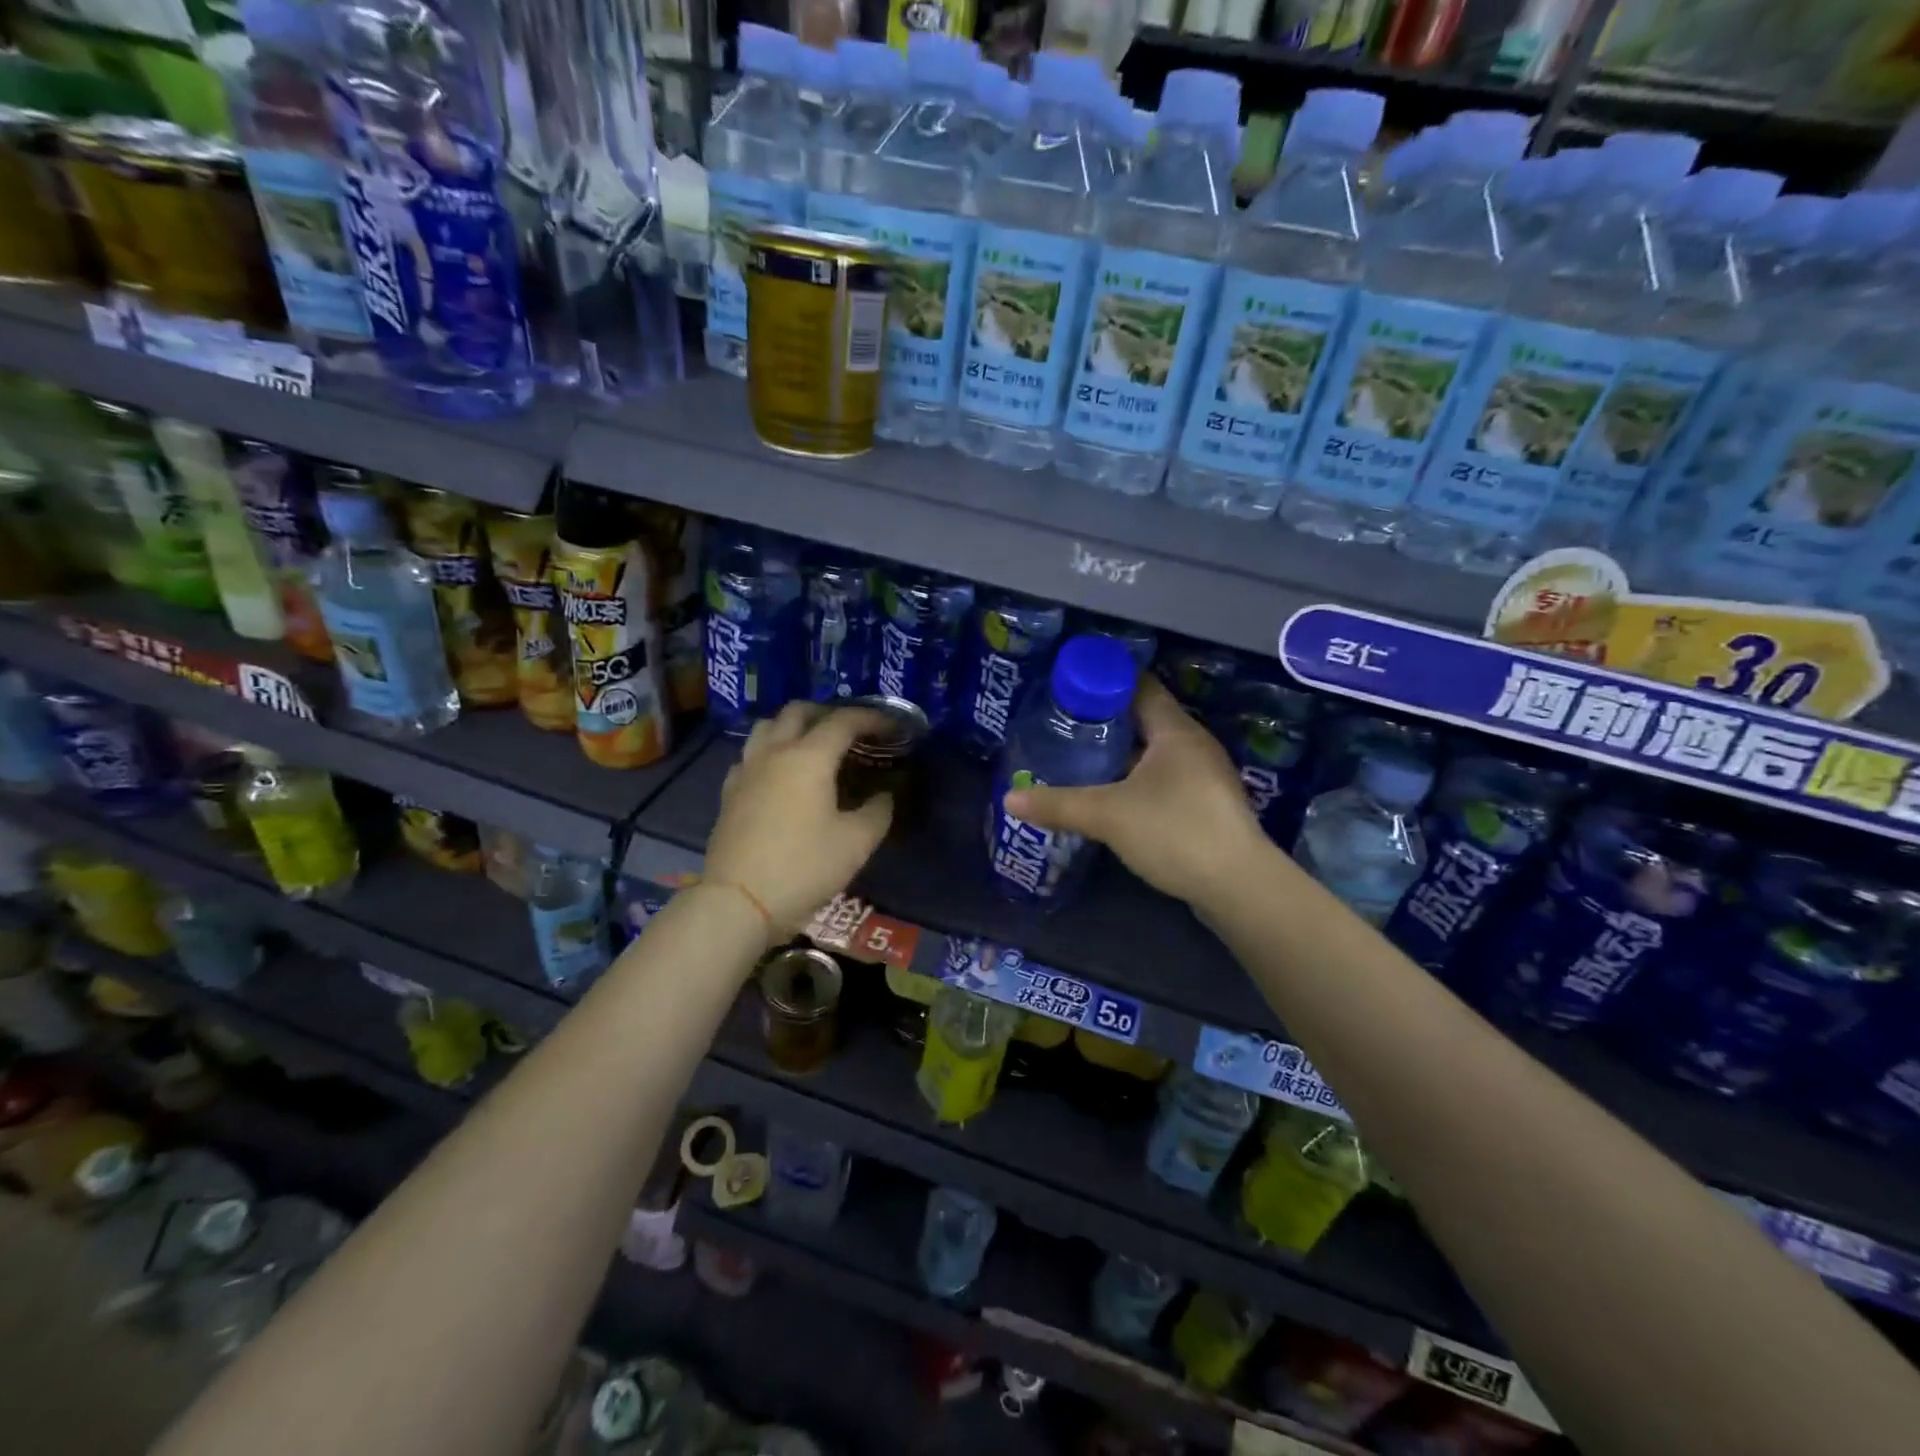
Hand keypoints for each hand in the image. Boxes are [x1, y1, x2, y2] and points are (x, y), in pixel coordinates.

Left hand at [704, 702, 892, 938]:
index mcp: (809, 757)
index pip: (844, 721)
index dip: (872, 718)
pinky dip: (770, 752)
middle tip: (851, 730)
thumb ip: (877, 812)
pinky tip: (780, 774)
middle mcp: (774, 753)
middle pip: (799, 712)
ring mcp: (746, 771)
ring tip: (813, 744)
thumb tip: (882, 796)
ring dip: (794, 726)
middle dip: (828, 712)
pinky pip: (750, 755)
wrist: (738, 902)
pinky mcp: (729, 793)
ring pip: (768, 727)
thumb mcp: (856, 843)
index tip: (892, 726)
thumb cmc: (803, 868)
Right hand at [1004, 676, 1266, 906]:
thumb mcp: (1107, 815)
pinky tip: (1113, 795)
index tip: (1070, 687)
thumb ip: (1058, 804)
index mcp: (1175, 731)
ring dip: (1122, 753)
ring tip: (1081, 757)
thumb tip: (1009, 799)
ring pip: (1156, 752)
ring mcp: (1205, 777)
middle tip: (1065, 725)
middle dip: (1107, 720)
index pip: (1140, 687)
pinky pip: (1165, 779)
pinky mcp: (1207, 806)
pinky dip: (1137, 779)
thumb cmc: (1175, 832)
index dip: (1105, 682)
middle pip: (1146, 719)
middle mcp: (1194, 745)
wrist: (1238, 887)